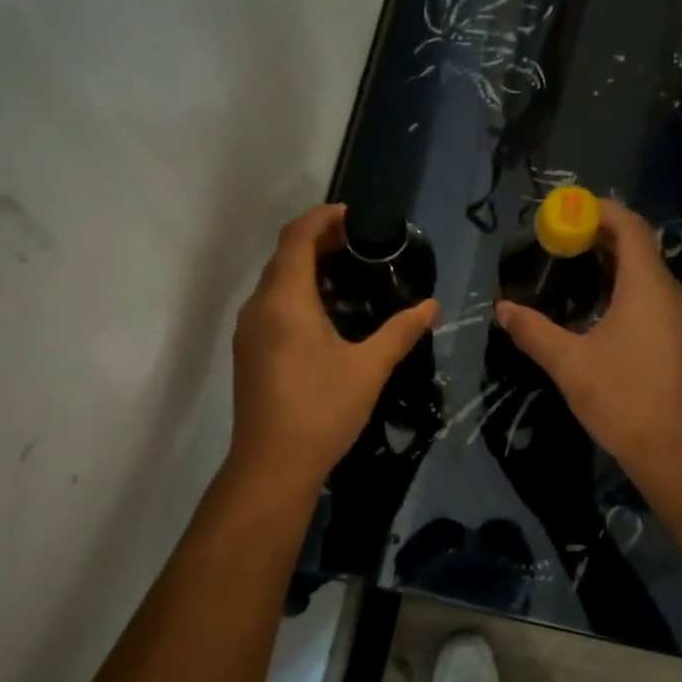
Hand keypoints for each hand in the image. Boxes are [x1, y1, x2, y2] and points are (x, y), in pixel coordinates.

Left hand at [229, 204, 436, 489]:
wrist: (272, 465)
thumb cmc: (321, 410)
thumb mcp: (369, 368)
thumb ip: (401, 331)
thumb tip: (432, 306)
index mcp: (285, 300)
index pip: (297, 237)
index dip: (324, 218)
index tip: (356, 216)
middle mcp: (258, 307)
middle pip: (284, 256)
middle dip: (320, 241)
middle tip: (362, 245)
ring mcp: (249, 331)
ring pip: (276, 282)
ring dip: (308, 269)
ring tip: (350, 275)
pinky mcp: (249, 353)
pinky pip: (272, 306)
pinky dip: (298, 295)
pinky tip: (328, 315)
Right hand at [494, 199, 681, 476]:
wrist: (672, 449)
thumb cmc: (621, 398)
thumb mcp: (568, 363)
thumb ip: (533, 331)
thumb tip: (503, 308)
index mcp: (648, 286)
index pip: (630, 227)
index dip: (599, 211)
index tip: (566, 211)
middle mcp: (671, 292)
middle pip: (638, 247)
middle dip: (599, 238)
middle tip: (558, 241)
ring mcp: (680, 316)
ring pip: (646, 274)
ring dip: (611, 265)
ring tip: (570, 269)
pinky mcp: (680, 338)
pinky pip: (651, 297)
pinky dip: (623, 289)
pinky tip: (594, 308)